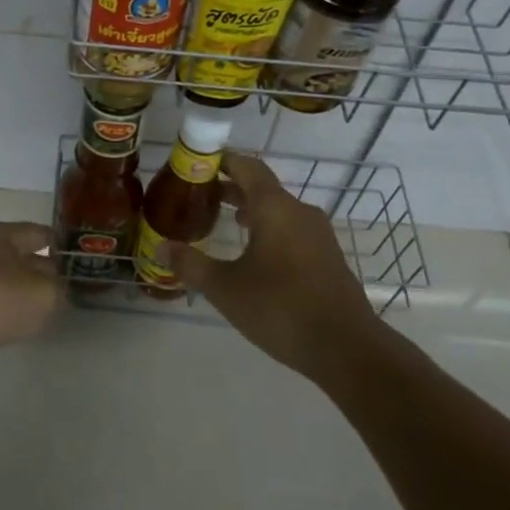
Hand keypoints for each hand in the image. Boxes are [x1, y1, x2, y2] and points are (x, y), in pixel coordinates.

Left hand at [0, 222, 61, 373]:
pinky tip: (0, 330)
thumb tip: (55, 290)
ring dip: (16, 295)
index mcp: (2, 236)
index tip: (81, 263)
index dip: (63, 246)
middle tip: (63, 294)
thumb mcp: (37, 296)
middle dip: (40, 272)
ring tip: (36, 315)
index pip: (41, 233)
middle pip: (18, 256)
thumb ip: (56, 292)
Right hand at [164, 152, 377, 379]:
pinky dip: (269, 229)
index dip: (221, 161)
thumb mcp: (225, 289)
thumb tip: (161, 247)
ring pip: (279, 210)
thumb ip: (191, 265)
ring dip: (252, 209)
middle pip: (262, 187)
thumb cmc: (280, 308)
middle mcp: (299, 212)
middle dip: (232, 187)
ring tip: (226, 220)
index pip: (247, 167)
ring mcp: (318, 234)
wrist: (347, 347)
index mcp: (275, 208)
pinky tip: (255, 255)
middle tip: (201, 195)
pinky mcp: (327, 257)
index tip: (196, 164)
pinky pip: (292, 229)